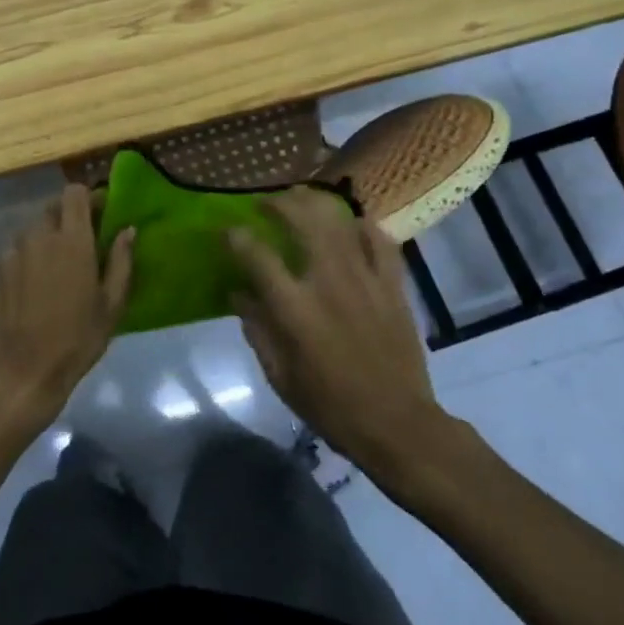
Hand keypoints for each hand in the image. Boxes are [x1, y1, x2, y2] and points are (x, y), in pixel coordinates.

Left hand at [0, 183, 133, 428]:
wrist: (22, 374)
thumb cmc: (77, 340)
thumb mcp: (111, 305)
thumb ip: (121, 261)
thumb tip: (128, 230)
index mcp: (71, 240)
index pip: (74, 193)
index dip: (89, 197)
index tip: (100, 213)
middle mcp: (37, 237)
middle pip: (51, 209)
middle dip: (67, 218)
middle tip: (79, 244)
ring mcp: (10, 253)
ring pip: (30, 232)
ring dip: (44, 240)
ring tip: (53, 270)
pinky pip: (13, 255)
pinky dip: (25, 261)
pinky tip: (30, 290)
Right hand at [228, 189, 454, 478]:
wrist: (396, 423)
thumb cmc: (329, 405)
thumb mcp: (279, 375)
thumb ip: (256, 328)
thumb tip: (239, 293)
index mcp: (294, 308)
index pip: (257, 256)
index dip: (236, 237)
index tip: (226, 231)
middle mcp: (328, 282)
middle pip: (301, 221)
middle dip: (279, 203)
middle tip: (266, 203)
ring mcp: (365, 279)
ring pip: (339, 222)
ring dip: (315, 205)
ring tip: (302, 201)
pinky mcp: (393, 286)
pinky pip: (380, 241)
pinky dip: (363, 227)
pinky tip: (352, 225)